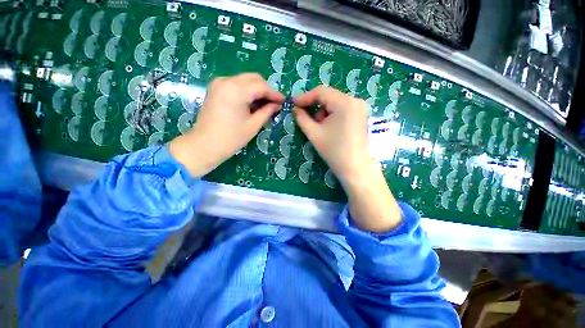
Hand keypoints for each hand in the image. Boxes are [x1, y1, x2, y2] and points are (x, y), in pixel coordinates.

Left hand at [170, 73, 283, 177]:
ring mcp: (219, 83)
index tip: (283, 101)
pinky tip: (251, 103)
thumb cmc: (231, 138)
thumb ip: (267, 111)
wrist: (205, 145)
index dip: (274, 94)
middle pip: (253, 78)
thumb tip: (277, 105)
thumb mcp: (253, 125)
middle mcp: (227, 81)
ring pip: (245, 80)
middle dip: (266, 89)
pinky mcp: (215, 88)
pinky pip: (236, 84)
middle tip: (274, 103)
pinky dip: (246, 91)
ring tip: (264, 104)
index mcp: (236, 90)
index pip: (261, 86)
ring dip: (256, 90)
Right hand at [293, 86, 370, 183]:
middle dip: (315, 106)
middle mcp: (355, 100)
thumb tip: (295, 108)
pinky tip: (329, 128)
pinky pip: (342, 109)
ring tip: (320, 128)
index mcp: (344, 102)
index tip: (293, 103)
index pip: (321, 92)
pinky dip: (332, 115)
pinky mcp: (361, 115)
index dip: (305, 97)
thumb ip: (302, 118)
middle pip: (329, 96)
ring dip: (323, 112)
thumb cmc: (334, 151)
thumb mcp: (314, 133)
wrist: (355, 168)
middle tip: (306, 118)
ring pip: (335, 103)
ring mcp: (360, 108)